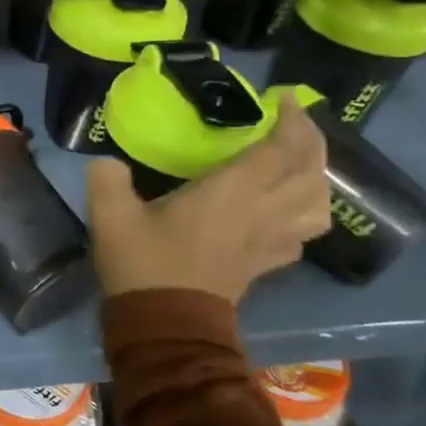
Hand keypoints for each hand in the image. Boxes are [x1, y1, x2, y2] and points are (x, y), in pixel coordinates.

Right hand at [85, 92, 330, 304]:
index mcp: (232, 193)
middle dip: (311, 141)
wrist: (164, 327)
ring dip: (317, 178)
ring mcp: (270, 242)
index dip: (292, 120)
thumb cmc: (143, 264)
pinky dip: (304, 213)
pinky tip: (284, 209)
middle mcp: (262, 213)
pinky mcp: (265, 265)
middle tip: (293, 123)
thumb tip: (107, 162)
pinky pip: (302, 234)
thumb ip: (107, 178)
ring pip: (318, 205)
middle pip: (311, 172)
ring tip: (298, 164)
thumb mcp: (111, 214)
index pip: (282, 149)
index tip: (285, 98)